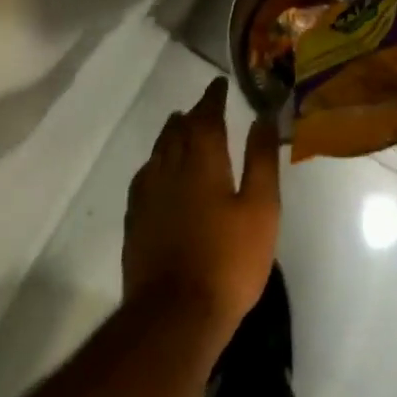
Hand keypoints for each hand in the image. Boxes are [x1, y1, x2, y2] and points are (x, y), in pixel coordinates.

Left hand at [123, 77, 281, 346]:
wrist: (176, 313)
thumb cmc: (229, 260)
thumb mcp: (261, 208)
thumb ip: (261, 160)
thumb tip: (261, 117)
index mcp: (201, 162)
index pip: (205, 117)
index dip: (212, 98)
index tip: (219, 84)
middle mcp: (168, 170)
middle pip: (176, 131)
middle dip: (191, 115)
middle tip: (203, 108)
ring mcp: (146, 196)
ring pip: (157, 152)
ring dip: (170, 135)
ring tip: (180, 129)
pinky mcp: (135, 221)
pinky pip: (144, 177)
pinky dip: (155, 163)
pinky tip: (158, 173)